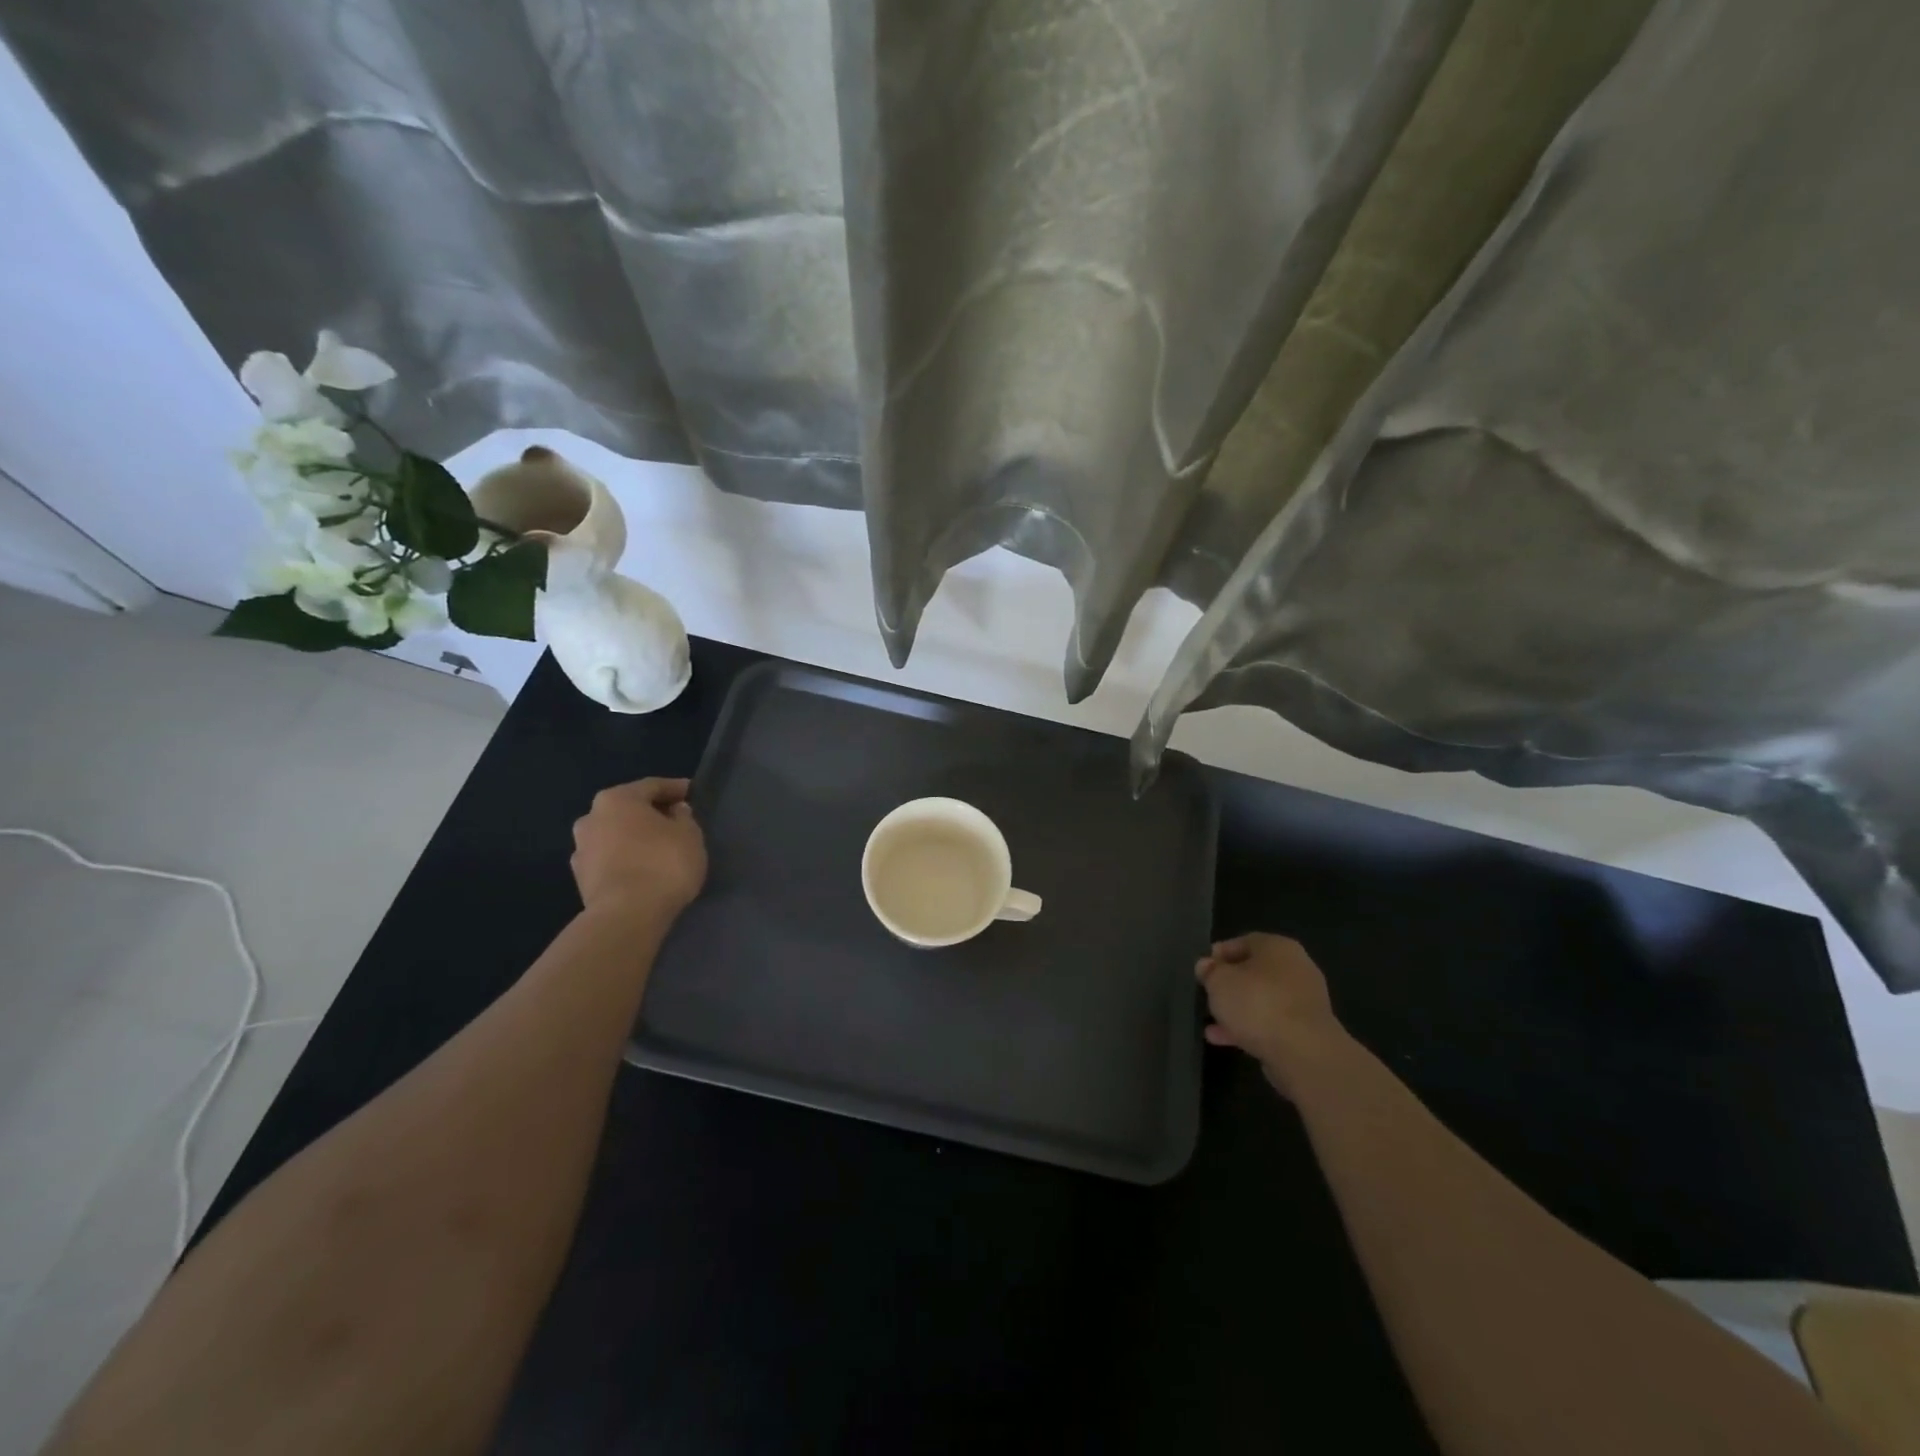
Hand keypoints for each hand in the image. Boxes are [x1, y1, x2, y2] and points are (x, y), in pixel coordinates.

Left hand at [570, 778, 707, 917]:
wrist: (627, 916)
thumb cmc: (663, 864)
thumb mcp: (689, 834)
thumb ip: (683, 816)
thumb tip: (674, 811)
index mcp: (616, 799)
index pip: (652, 786)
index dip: (675, 788)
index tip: (692, 793)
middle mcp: (591, 818)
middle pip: (628, 809)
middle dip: (651, 813)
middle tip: (676, 821)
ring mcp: (581, 850)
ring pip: (615, 835)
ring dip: (635, 837)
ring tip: (659, 848)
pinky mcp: (581, 879)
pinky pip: (610, 859)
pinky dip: (626, 859)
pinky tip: (643, 869)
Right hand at [1195, 934, 1347, 1093]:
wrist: (1303, 1053)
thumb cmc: (1257, 1003)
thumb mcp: (1219, 981)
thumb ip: (1210, 971)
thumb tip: (1207, 966)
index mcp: (1278, 947)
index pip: (1244, 942)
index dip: (1220, 954)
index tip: (1203, 970)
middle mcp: (1296, 969)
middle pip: (1255, 973)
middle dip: (1230, 985)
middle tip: (1208, 995)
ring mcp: (1304, 1002)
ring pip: (1262, 1001)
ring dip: (1237, 1011)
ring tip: (1211, 1023)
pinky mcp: (1306, 1032)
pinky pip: (1271, 1024)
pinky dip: (1249, 1029)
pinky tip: (1223, 1039)